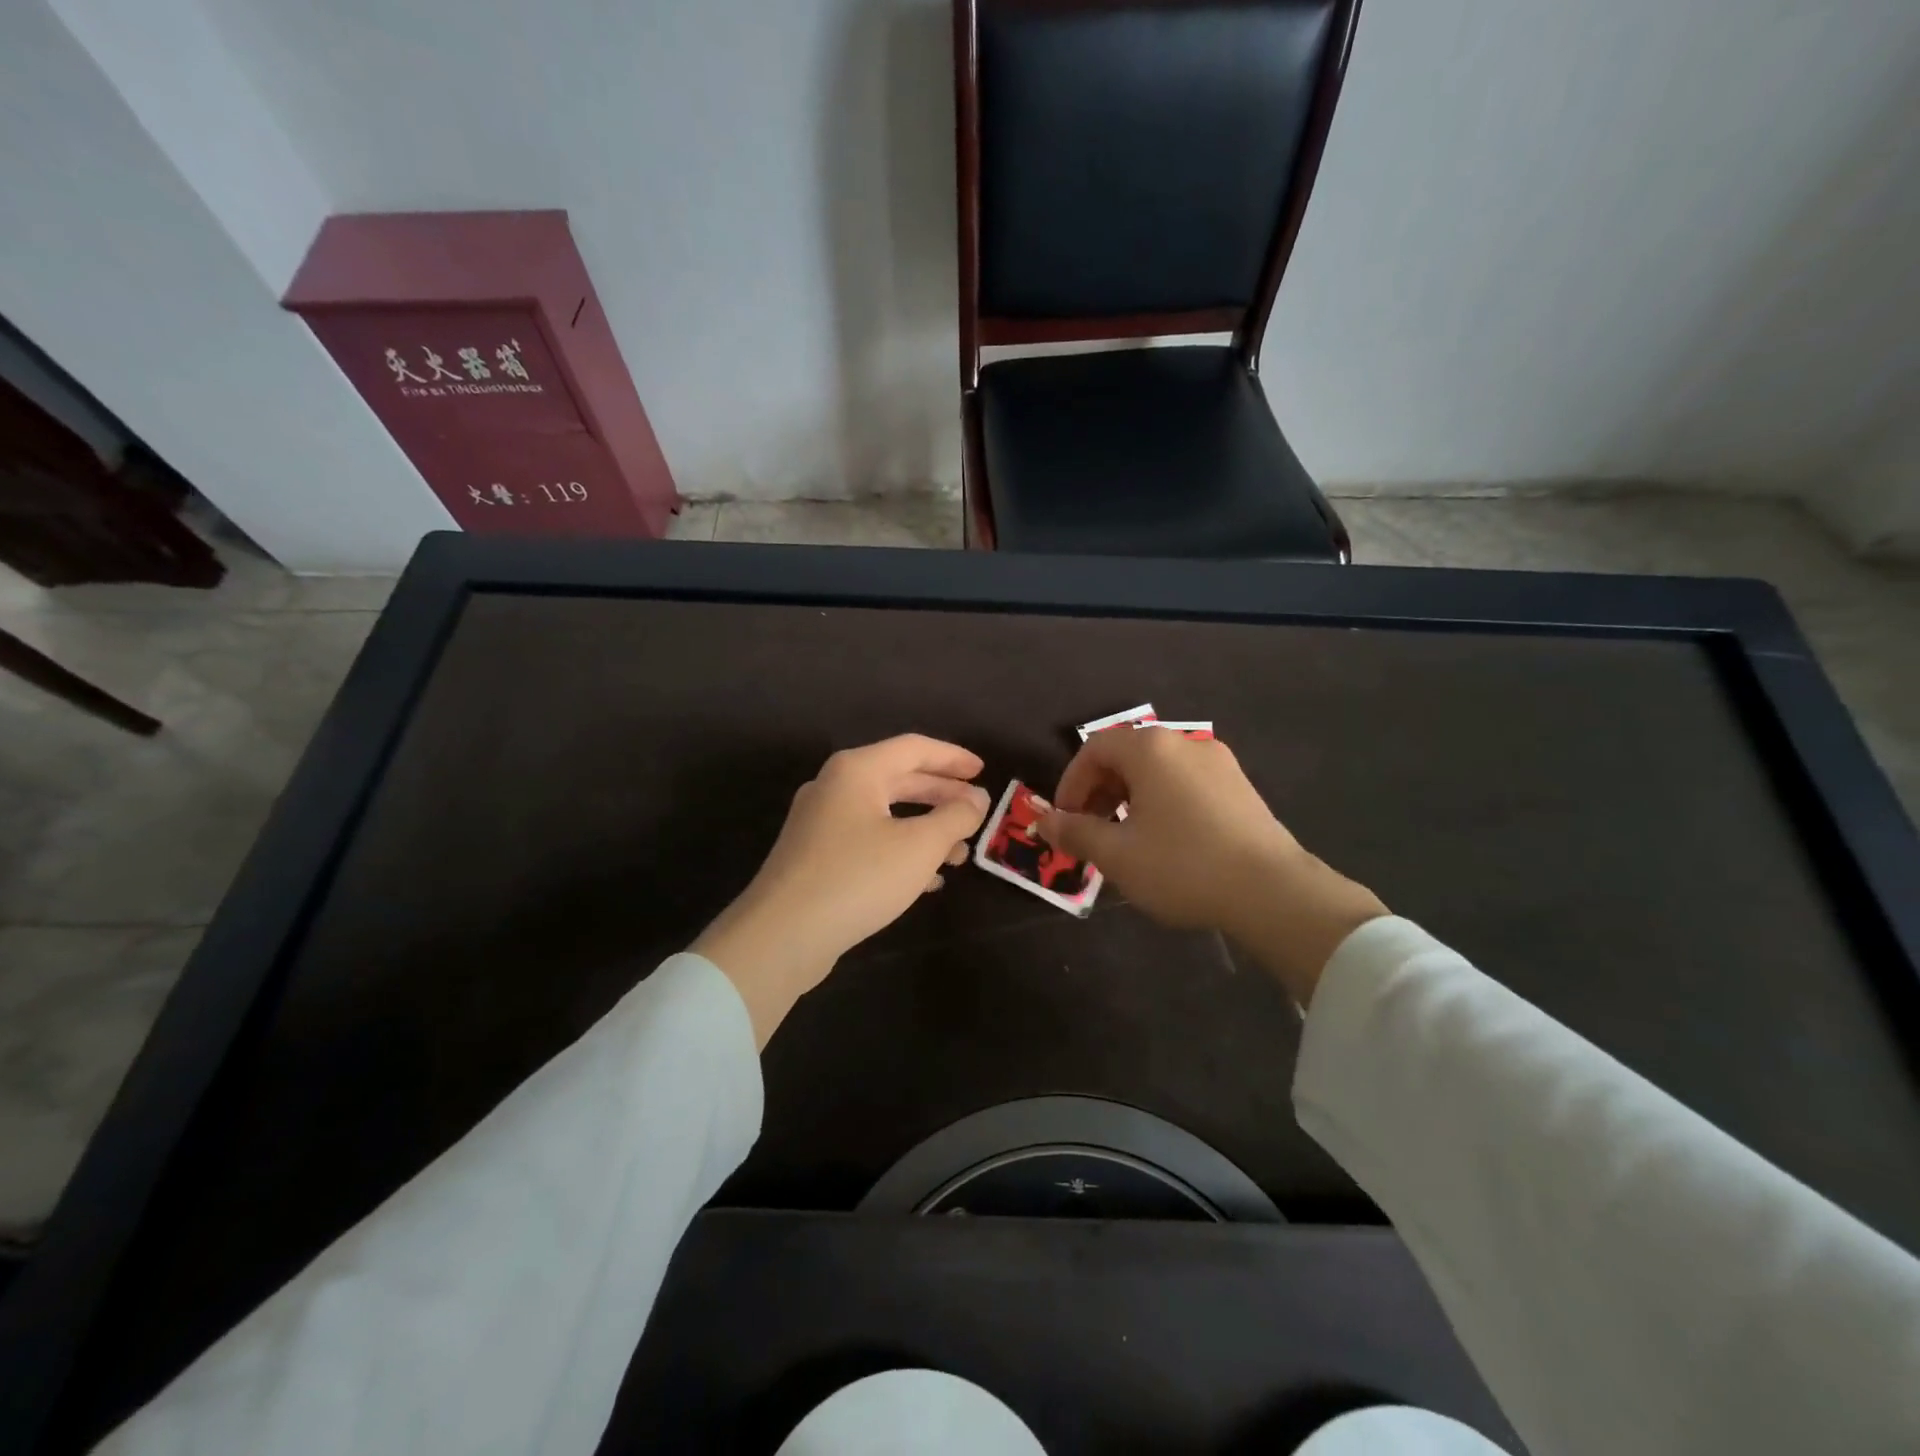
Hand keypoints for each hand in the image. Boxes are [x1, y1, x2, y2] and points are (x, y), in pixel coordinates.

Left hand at [693, 735, 990, 1045]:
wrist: (782, 935)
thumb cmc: (858, 877)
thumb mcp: (920, 846)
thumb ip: (955, 817)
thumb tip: (977, 798)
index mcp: (857, 771)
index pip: (914, 748)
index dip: (953, 757)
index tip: (984, 771)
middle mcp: (835, 788)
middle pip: (899, 779)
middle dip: (942, 796)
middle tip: (977, 811)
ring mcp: (820, 823)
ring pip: (885, 814)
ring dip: (925, 829)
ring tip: (960, 853)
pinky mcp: (815, 858)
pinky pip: (868, 841)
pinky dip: (900, 851)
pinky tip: (927, 881)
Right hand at [1038, 727, 1386, 1004]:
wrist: (1273, 892)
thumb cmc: (1183, 866)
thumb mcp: (1117, 854)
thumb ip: (1075, 832)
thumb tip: (1043, 822)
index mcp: (1151, 749)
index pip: (1094, 749)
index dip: (1071, 783)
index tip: (1065, 821)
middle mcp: (1185, 743)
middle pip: (1126, 756)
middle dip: (1098, 792)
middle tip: (1090, 833)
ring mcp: (1218, 763)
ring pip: (1157, 771)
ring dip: (1129, 799)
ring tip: (1125, 840)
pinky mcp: (1240, 787)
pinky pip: (1185, 784)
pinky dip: (1161, 803)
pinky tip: (1165, 842)